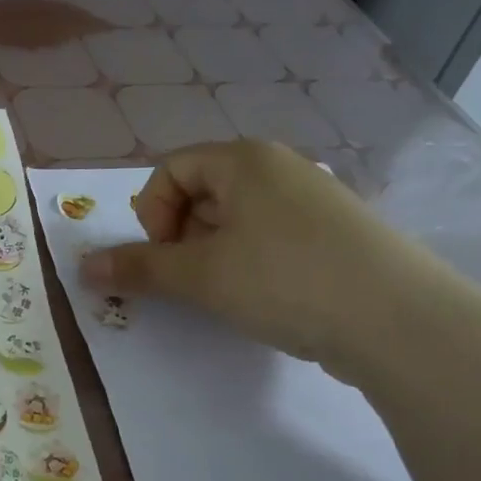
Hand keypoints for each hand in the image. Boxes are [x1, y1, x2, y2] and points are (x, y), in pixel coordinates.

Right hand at [80, 140, 436, 379]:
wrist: (398, 320)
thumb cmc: (284, 280)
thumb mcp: (199, 275)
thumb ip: (137, 267)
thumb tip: (82, 267)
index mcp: (244, 160)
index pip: (171, 169)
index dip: (153, 214)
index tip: (168, 256)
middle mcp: (280, 168)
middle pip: (202, 193)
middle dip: (184, 238)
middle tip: (196, 279)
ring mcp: (313, 200)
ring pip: (236, 221)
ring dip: (215, 256)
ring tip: (231, 294)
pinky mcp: (335, 235)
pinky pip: (271, 239)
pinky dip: (252, 265)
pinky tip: (269, 299)